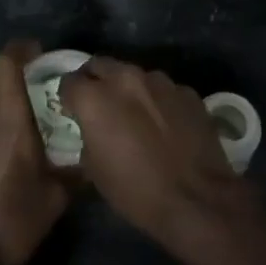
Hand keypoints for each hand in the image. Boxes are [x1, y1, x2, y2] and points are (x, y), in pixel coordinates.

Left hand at [0, 41, 69, 264]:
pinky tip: (1, 135)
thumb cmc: (15, 223)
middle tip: (33, 78)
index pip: (4, 66)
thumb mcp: (58, 197)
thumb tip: (93, 155)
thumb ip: (76, 169)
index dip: (20, 51)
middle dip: (9, 68)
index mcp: (9, 123)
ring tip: (17, 104)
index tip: (39, 53)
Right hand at [61, 57, 248, 243]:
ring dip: (129, 89)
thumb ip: (88, 137)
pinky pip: (164, 90)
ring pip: (135, 75)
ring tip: (136, 115)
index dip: (69, 97)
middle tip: (99, 105)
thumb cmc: (136, 191)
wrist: (196, 199)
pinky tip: (165, 125)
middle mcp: (125, 78)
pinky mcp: (186, 91)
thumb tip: (93, 130)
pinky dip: (158, 101)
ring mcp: (160, 81)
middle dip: (95, 81)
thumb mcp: (94, 171)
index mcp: (95, 98)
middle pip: (101, 65)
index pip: (69, 81)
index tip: (73, 111)